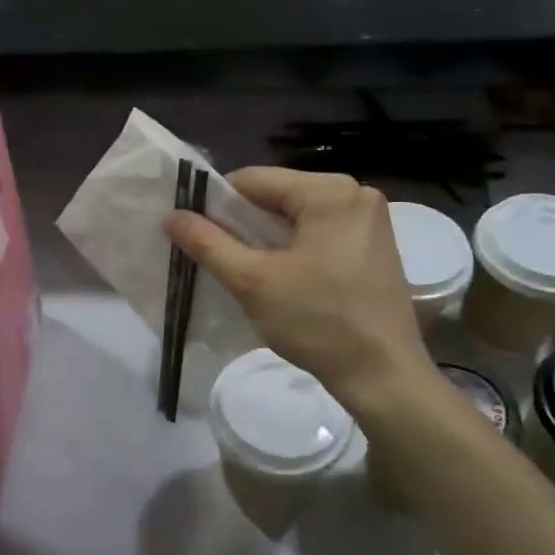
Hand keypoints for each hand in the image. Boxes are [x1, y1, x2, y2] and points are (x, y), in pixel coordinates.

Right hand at [165, 168, 438, 413]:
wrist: (382, 375)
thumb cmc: (317, 321)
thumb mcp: (252, 281)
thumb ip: (208, 242)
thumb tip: (172, 215)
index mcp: (329, 190)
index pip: (254, 180)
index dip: (217, 205)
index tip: (198, 237)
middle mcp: (356, 193)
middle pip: (278, 196)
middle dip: (245, 224)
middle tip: (223, 261)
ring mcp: (371, 219)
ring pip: (298, 216)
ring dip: (268, 239)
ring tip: (250, 273)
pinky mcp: (376, 246)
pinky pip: (321, 232)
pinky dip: (295, 249)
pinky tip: (285, 279)